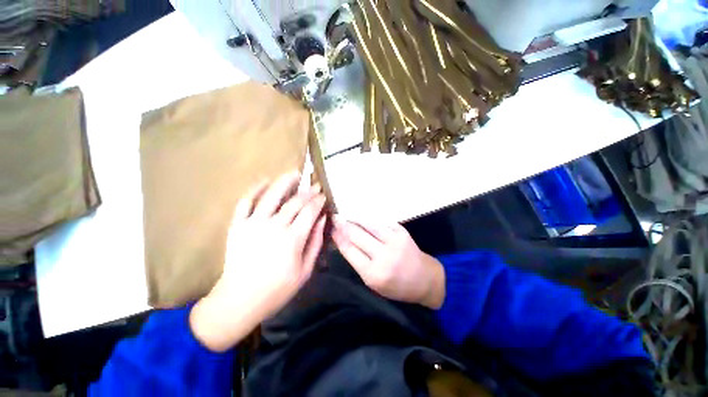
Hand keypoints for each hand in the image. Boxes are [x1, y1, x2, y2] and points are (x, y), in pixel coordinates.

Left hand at [190, 171, 326, 351]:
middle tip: (315, 185)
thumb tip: (323, 219)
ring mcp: (253, 224)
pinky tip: (264, 181)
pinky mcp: (238, 225)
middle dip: (308, 192)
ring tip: (294, 173)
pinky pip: (245, 202)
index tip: (324, 195)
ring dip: (285, 182)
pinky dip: (255, 189)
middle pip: (295, 202)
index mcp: (292, 239)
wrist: (239, 300)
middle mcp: (274, 227)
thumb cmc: (277, 289)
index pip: (310, 212)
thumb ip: (315, 242)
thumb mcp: (305, 270)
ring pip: (271, 196)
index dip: (318, 201)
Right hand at [332, 217, 444, 308]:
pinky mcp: (401, 232)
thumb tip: (343, 242)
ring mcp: (394, 241)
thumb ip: (358, 262)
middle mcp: (383, 256)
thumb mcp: (373, 282)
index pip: (349, 250)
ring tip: (345, 216)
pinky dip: (369, 219)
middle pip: (356, 235)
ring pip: (368, 224)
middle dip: (342, 225)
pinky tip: (361, 217)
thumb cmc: (396, 286)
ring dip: (354, 219)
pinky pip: (380, 222)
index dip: (338, 237)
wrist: (424, 279)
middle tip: (334, 218)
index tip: (330, 229)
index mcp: (373, 274)